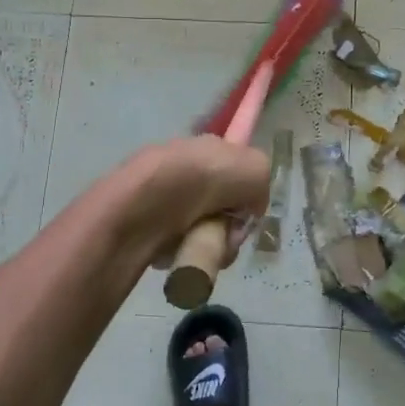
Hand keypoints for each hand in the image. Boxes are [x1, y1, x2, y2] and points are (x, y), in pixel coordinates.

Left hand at [123, 136, 271, 267]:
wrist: (143, 204)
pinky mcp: (149, 229)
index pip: (238, 175)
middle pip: (225, 212)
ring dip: (210, 247)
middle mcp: (187, 171)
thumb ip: (262, 185)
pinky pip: (180, 249)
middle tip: (225, 238)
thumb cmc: (202, 179)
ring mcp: (166, 201)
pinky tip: (179, 253)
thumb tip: (249, 208)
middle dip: (230, 231)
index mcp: (209, 149)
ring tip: (199, 246)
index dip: (246, 196)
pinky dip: (185, 256)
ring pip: (205, 234)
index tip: (243, 212)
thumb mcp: (255, 168)